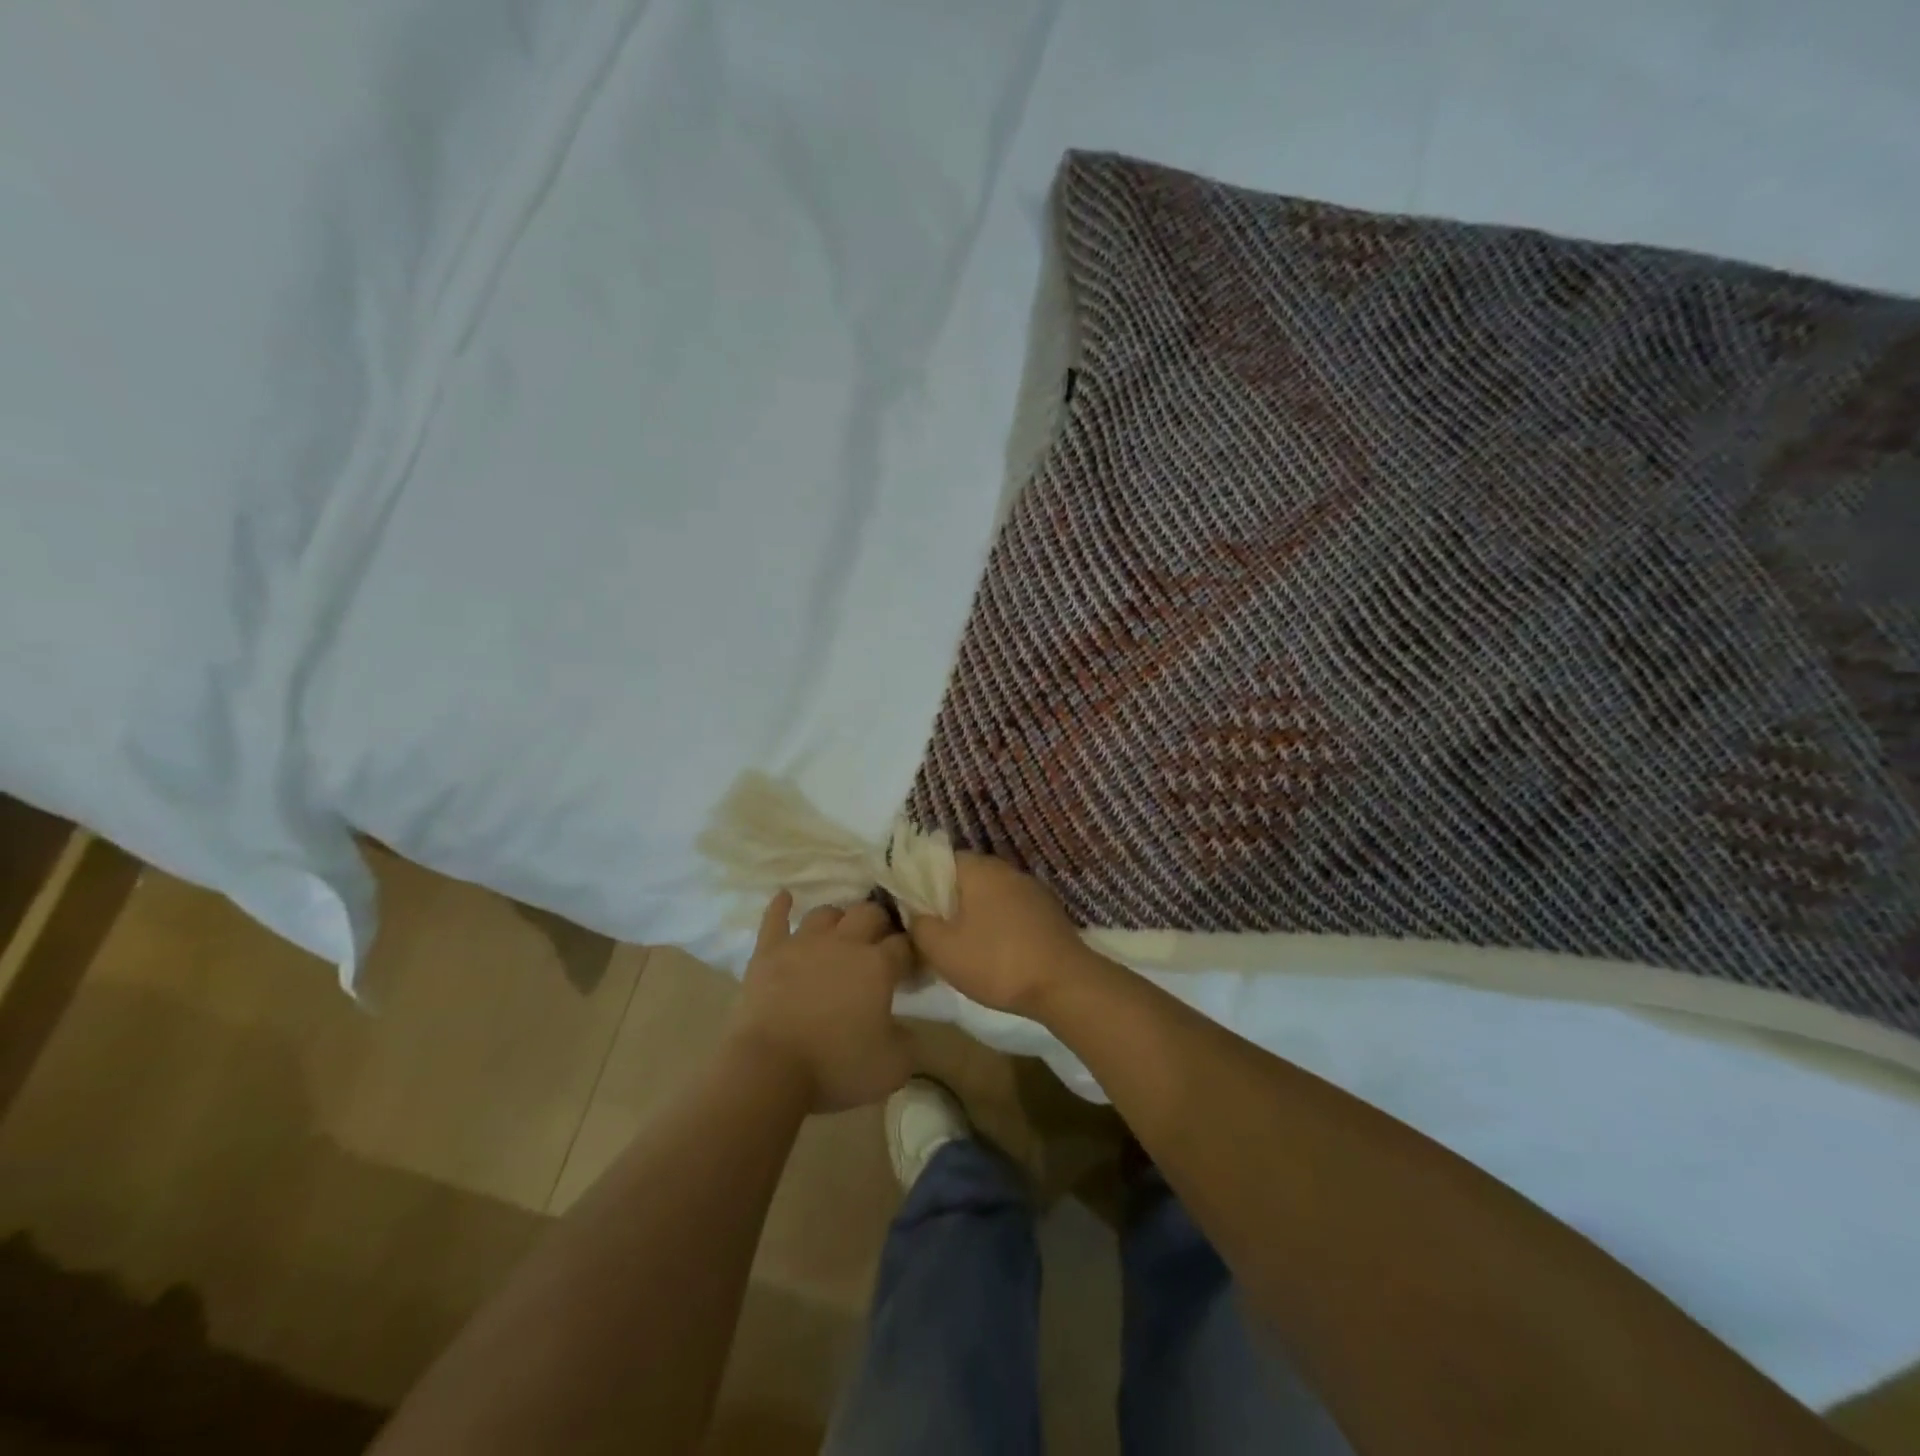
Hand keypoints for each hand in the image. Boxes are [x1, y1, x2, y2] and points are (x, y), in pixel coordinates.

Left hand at [727, 892, 914, 1112]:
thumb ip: (908, 1042)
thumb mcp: (892, 1067)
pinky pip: (775, 920)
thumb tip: (906, 1029)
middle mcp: (844, 943)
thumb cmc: (835, 1067)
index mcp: (878, 966)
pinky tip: (785, 897)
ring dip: (837, 919)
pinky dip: (780, 907)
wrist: (770, 1068)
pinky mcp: (769, 952)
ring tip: (840, 931)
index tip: (910, 966)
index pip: (903, 945)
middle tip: (879, 940)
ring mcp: (803, 943)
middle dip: (879, 922)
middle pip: (868, 914)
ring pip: (826, 913)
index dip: (910, 953)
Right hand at [908, 854, 1093, 1015]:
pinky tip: (995, 949)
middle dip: (948, 899)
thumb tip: (915, 911)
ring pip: (991, 893)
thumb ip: (919, 924)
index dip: (922, 881)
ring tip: (963, 943)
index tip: (913, 907)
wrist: (1064, 984)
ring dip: (975, 912)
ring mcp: (1031, 888)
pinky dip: (999, 922)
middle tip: (935, 929)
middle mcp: (1006, 869)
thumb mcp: (942, 949)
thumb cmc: (996, 962)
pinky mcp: (1048, 910)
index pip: (940, 859)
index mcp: (979, 869)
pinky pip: (1012, 908)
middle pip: (966, 876)